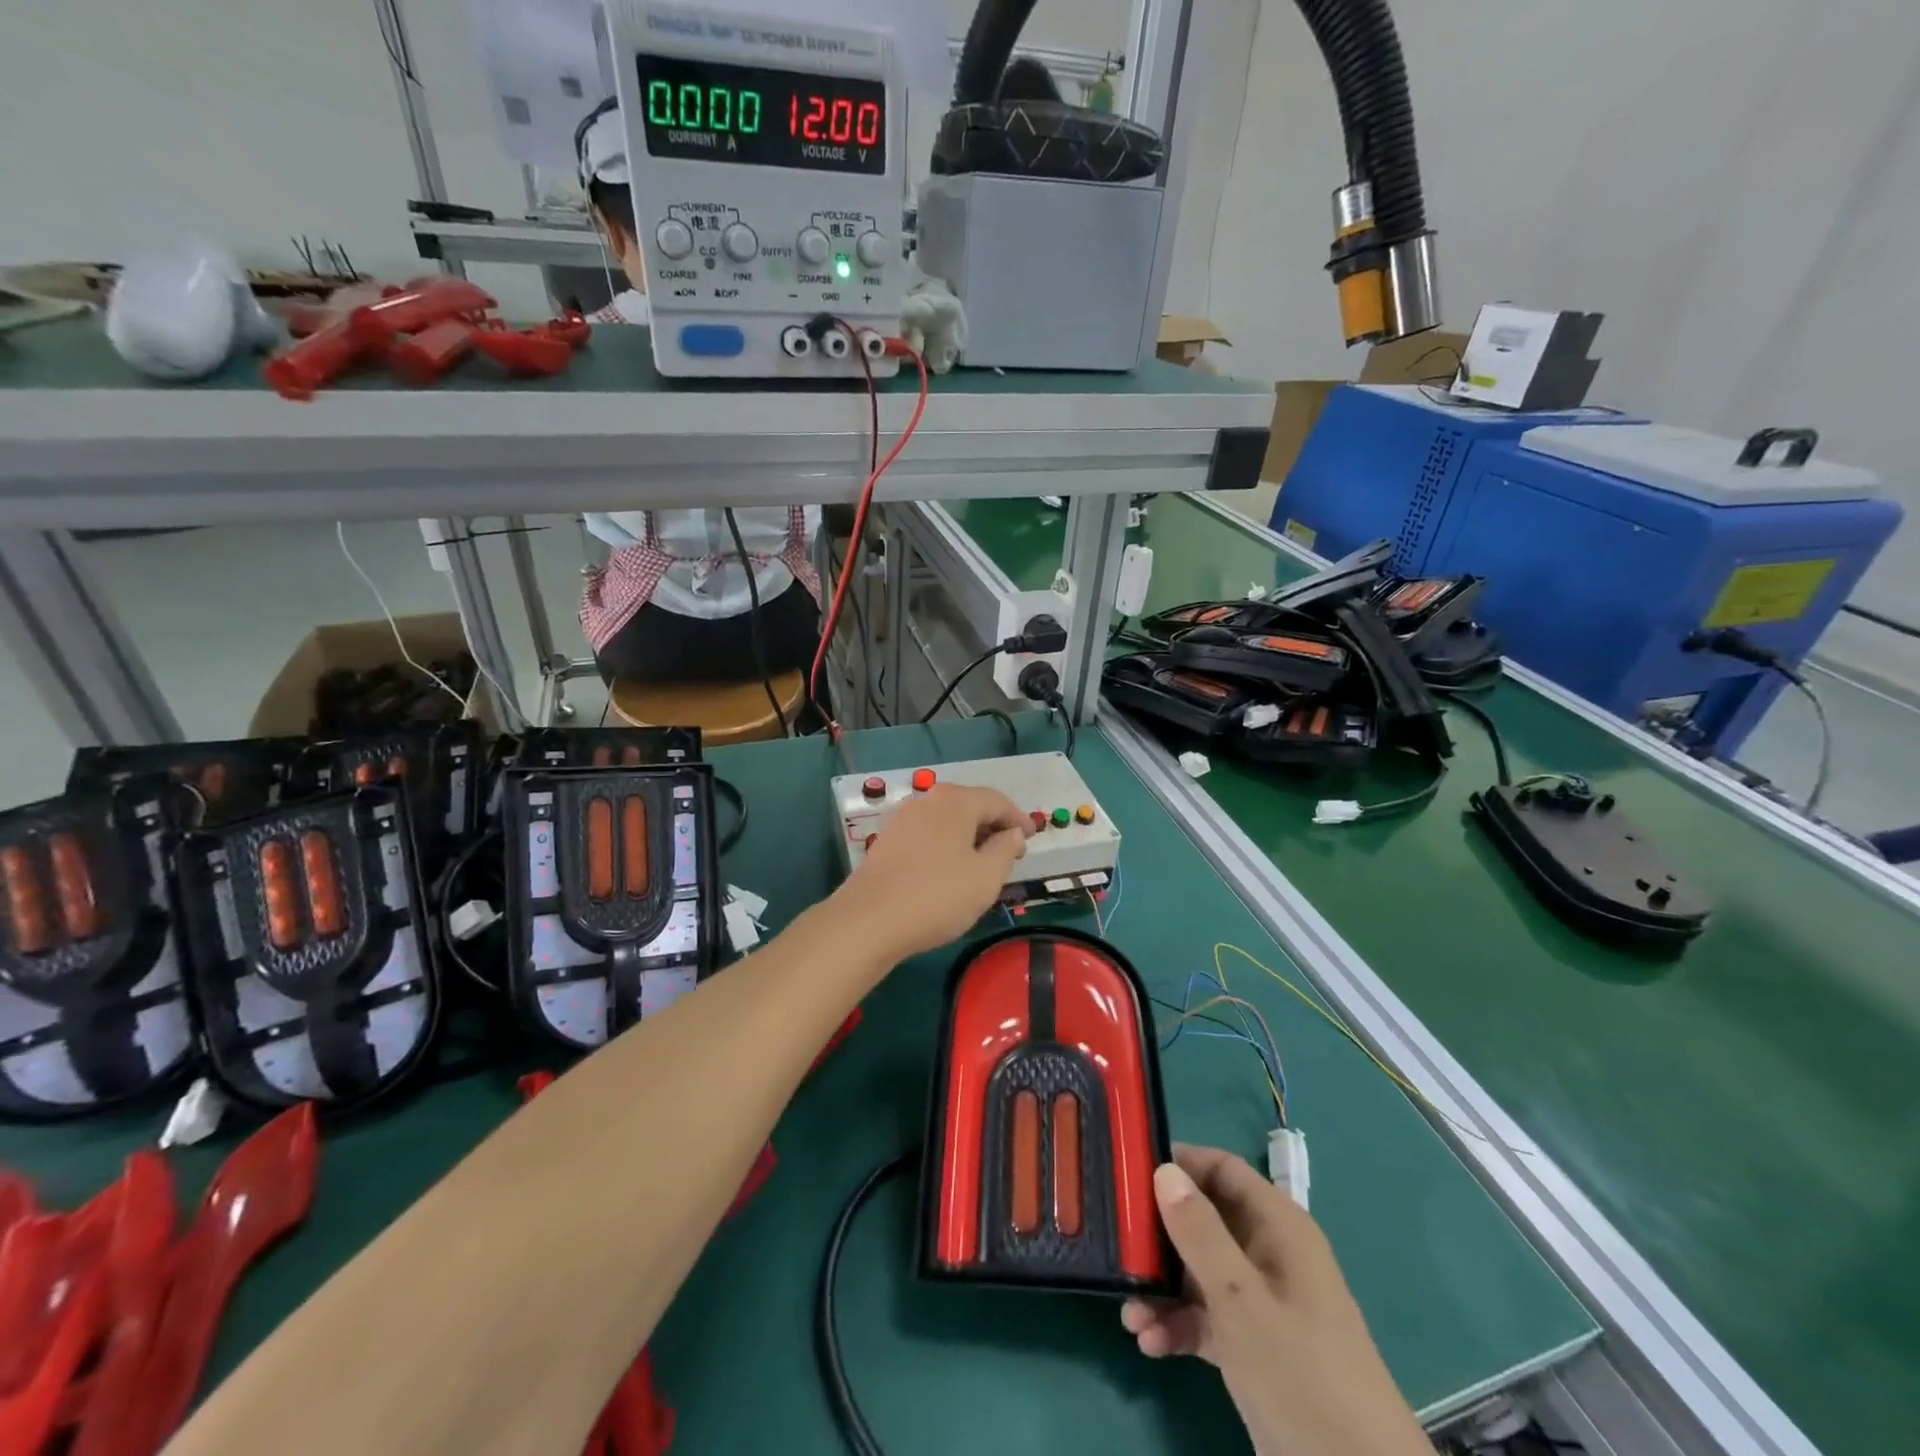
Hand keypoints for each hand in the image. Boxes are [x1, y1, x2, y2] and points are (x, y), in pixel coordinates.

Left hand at [833, 784, 1029, 963]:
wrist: (870, 920)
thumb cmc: (938, 896)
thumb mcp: (986, 877)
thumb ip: (1005, 849)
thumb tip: (1012, 833)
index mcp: (955, 801)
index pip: (997, 800)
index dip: (1018, 818)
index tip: (1031, 838)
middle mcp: (927, 800)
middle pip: (969, 805)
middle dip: (993, 825)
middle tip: (1010, 851)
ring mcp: (903, 818)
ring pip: (947, 820)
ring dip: (969, 835)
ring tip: (982, 862)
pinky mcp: (887, 840)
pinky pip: (928, 833)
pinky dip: (946, 843)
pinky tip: (949, 868)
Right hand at [1122, 1146, 1429, 1455]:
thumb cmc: (1300, 1374)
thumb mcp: (1241, 1300)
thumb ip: (1199, 1232)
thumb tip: (1164, 1170)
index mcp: (1278, 1227)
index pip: (1222, 1169)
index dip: (1179, 1164)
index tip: (1128, 1172)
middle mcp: (1268, 1255)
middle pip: (1203, 1220)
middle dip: (1158, 1236)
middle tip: (1117, 1247)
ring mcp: (1262, 1303)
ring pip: (1198, 1272)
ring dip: (1161, 1288)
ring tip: (1129, 1314)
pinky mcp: (1253, 1347)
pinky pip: (1206, 1318)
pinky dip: (1178, 1326)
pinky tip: (1150, 1344)